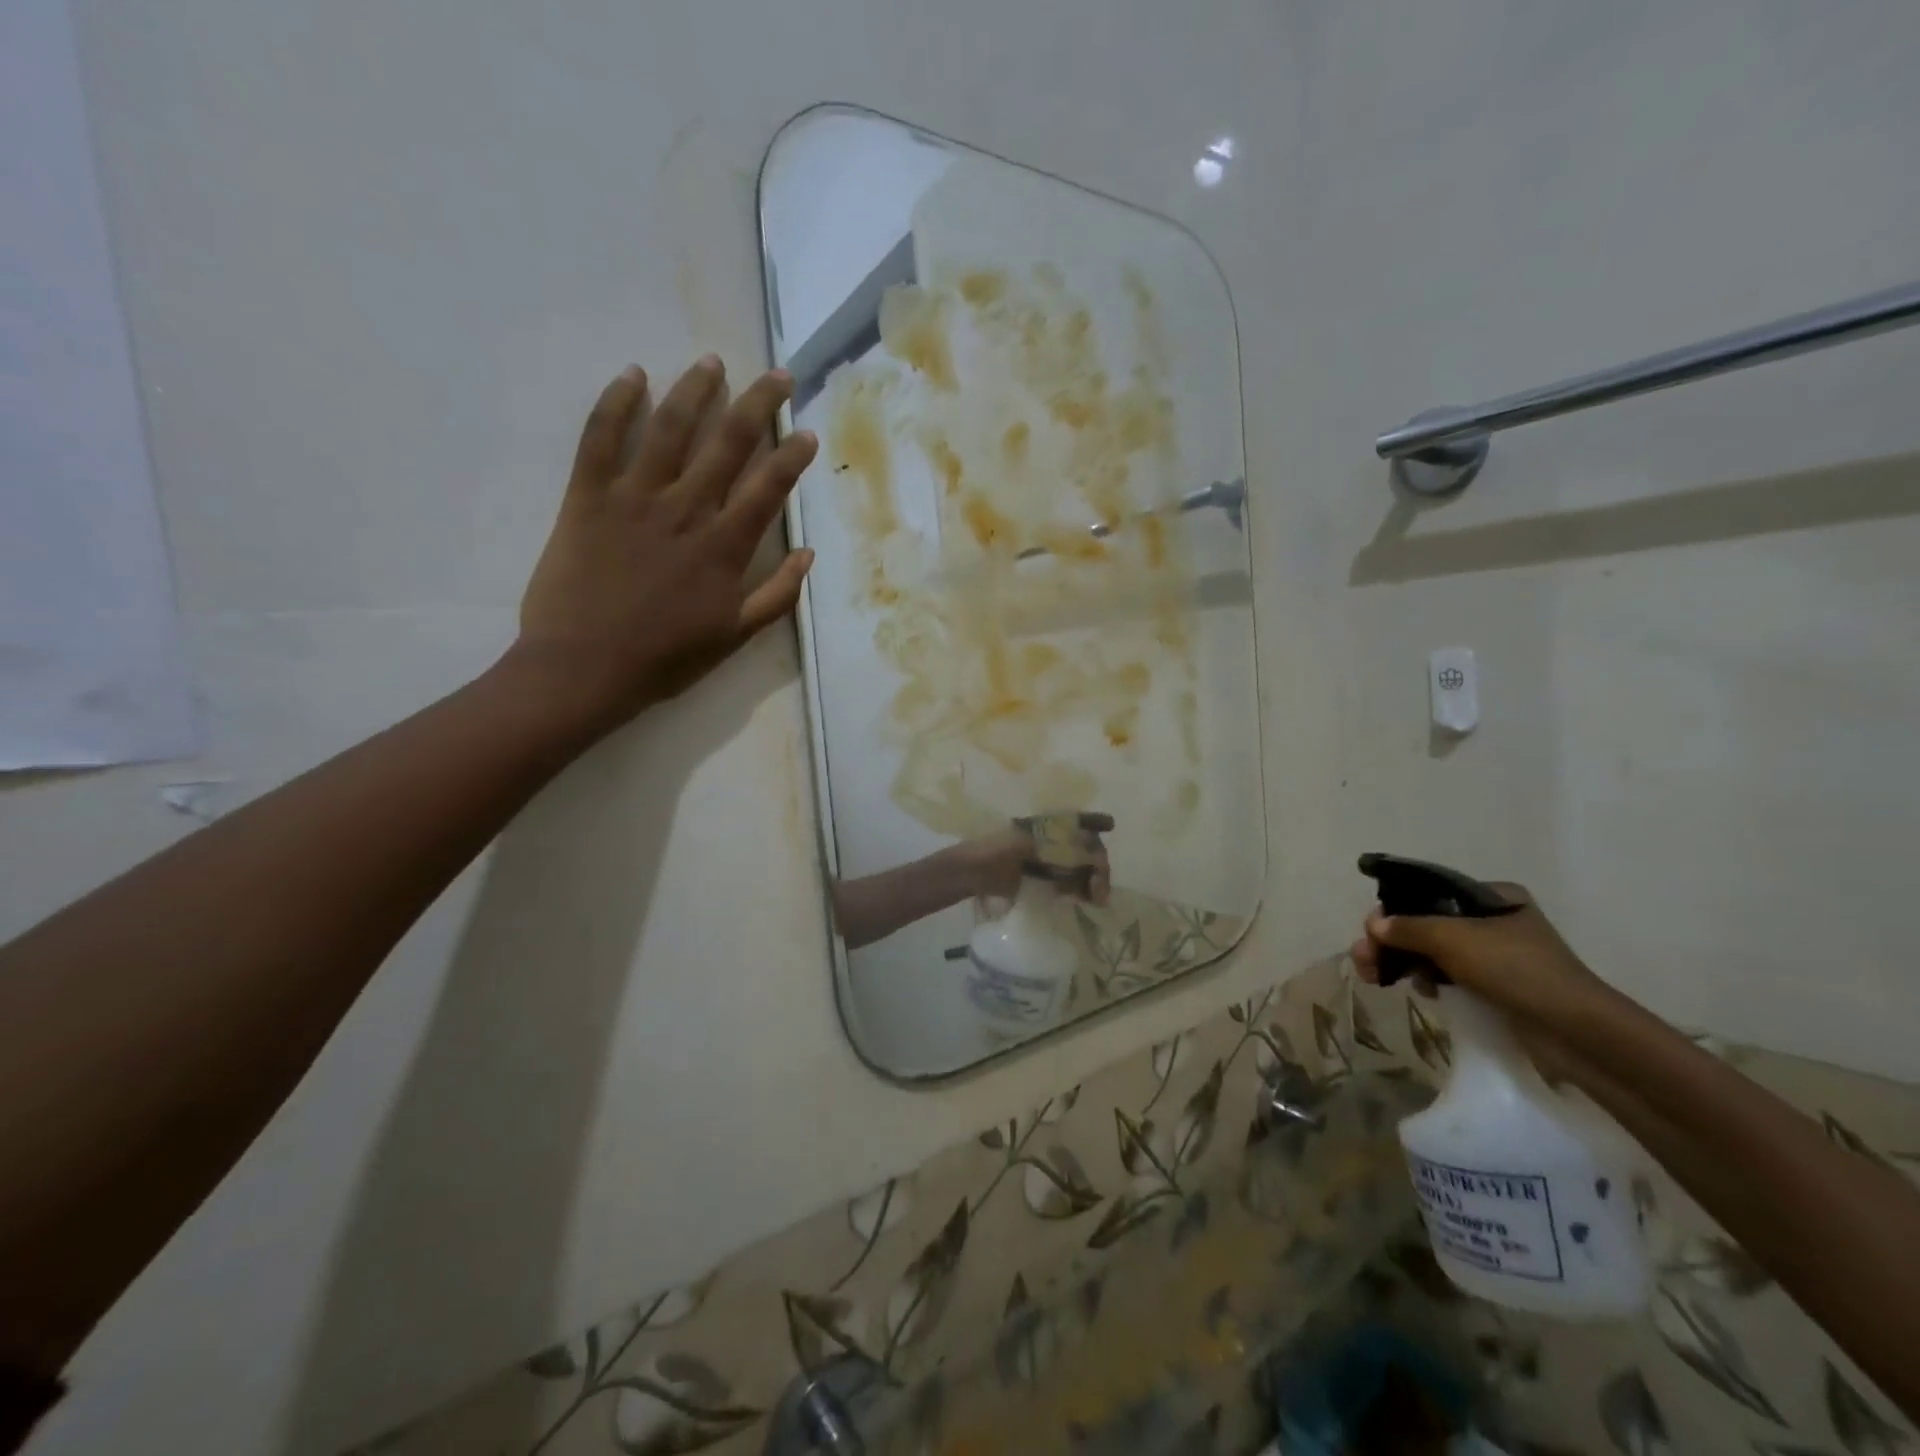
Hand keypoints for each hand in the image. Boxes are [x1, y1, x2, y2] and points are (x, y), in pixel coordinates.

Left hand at [510, 357, 817, 736]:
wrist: (584, 669)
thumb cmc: (665, 658)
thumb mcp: (735, 637)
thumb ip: (777, 596)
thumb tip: (808, 555)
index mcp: (724, 547)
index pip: (768, 487)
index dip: (791, 456)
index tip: (806, 432)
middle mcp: (686, 510)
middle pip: (727, 442)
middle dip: (757, 404)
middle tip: (777, 375)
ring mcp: (634, 498)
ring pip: (670, 428)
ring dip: (694, 390)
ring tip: (712, 362)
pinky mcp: (587, 497)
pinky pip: (600, 439)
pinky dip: (616, 403)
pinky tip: (633, 376)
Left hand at [965, 812, 1113, 904]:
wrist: (969, 875)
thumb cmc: (990, 851)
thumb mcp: (1021, 844)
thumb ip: (1052, 846)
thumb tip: (1083, 849)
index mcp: (1043, 827)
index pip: (1076, 821)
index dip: (1094, 822)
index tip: (1110, 825)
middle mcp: (1050, 841)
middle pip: (1084, 848)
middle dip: (1097, 864)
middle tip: (1100, 887)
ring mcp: (1047, 862)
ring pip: (1080, 868)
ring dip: (1093, 880)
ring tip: (1097, 897)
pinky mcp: (1043, 882)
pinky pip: (1069, 884)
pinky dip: (1080, 890)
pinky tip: (1086, 899)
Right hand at [1348, 882, 1607, 1025]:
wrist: (1576, 1032)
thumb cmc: (1515, 969)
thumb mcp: (1453, 939)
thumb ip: (1407, 927)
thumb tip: (1373, 924)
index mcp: (1491, 896)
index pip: (1428, 893)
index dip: (1394, 909)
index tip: (1372, 932)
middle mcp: (1494, 920)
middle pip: (1426, 922)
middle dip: (1392, 941)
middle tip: (1364, 960)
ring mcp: (1497, 955)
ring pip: (1434, 950)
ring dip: (1404, 961)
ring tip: (1376, 978)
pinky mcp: (1497, 986)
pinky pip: (1449, 975)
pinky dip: (1429, 979)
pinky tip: (1420, 992)